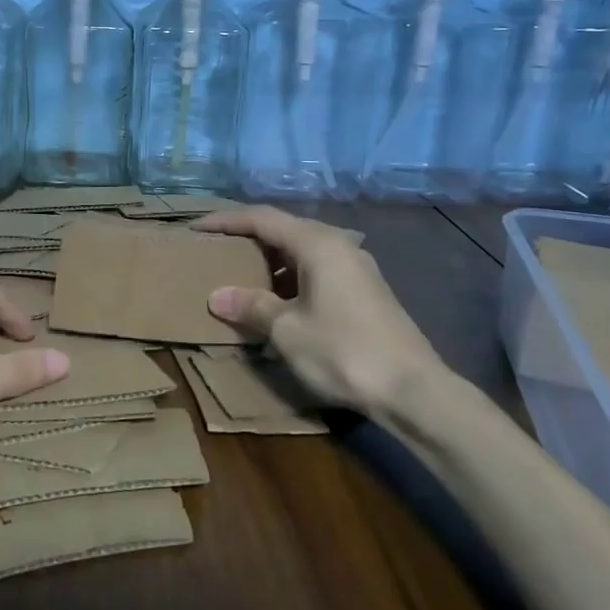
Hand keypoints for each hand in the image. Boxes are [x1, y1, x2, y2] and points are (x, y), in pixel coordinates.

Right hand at [194, 207, 446, 412]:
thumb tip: (217, 296)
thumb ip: (251, 306)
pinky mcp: (364, 290)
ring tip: (239, 274)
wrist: (414, 391)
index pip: (261, 218)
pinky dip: (289, 276)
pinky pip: (316, 269)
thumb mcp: (287, 330)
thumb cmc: (344, 351)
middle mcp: (338, 245)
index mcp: (317, 243)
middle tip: (215, 249)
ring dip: (269, 260)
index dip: (225, 221)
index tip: (195, 228)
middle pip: (283, 229)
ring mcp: (355, 267)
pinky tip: (276, 300)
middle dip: (246, 238)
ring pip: (301, 251)